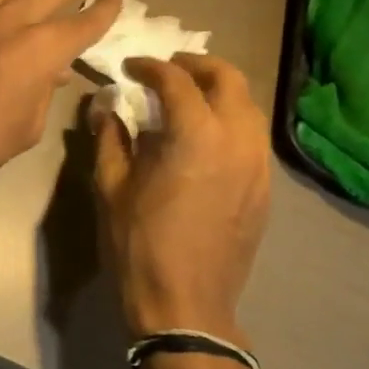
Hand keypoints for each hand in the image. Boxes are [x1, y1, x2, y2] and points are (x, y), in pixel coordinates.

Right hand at [92, 53, 271, 345]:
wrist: (184, 303)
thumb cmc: (138, 244)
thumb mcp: (110, 187)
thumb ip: (110, 137)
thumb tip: (104, 105)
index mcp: (195, 134)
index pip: (176, 80)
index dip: (150, 67)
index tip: (129, 68)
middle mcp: (237, 139)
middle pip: (228, 78)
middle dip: (196, 65)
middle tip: (167, 69)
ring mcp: (258, 164)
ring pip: (248, 106)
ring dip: (219, 91)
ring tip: (188, 98)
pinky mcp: (264, 188)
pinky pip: (253, 137)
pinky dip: (231, 120)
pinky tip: (206, 137)